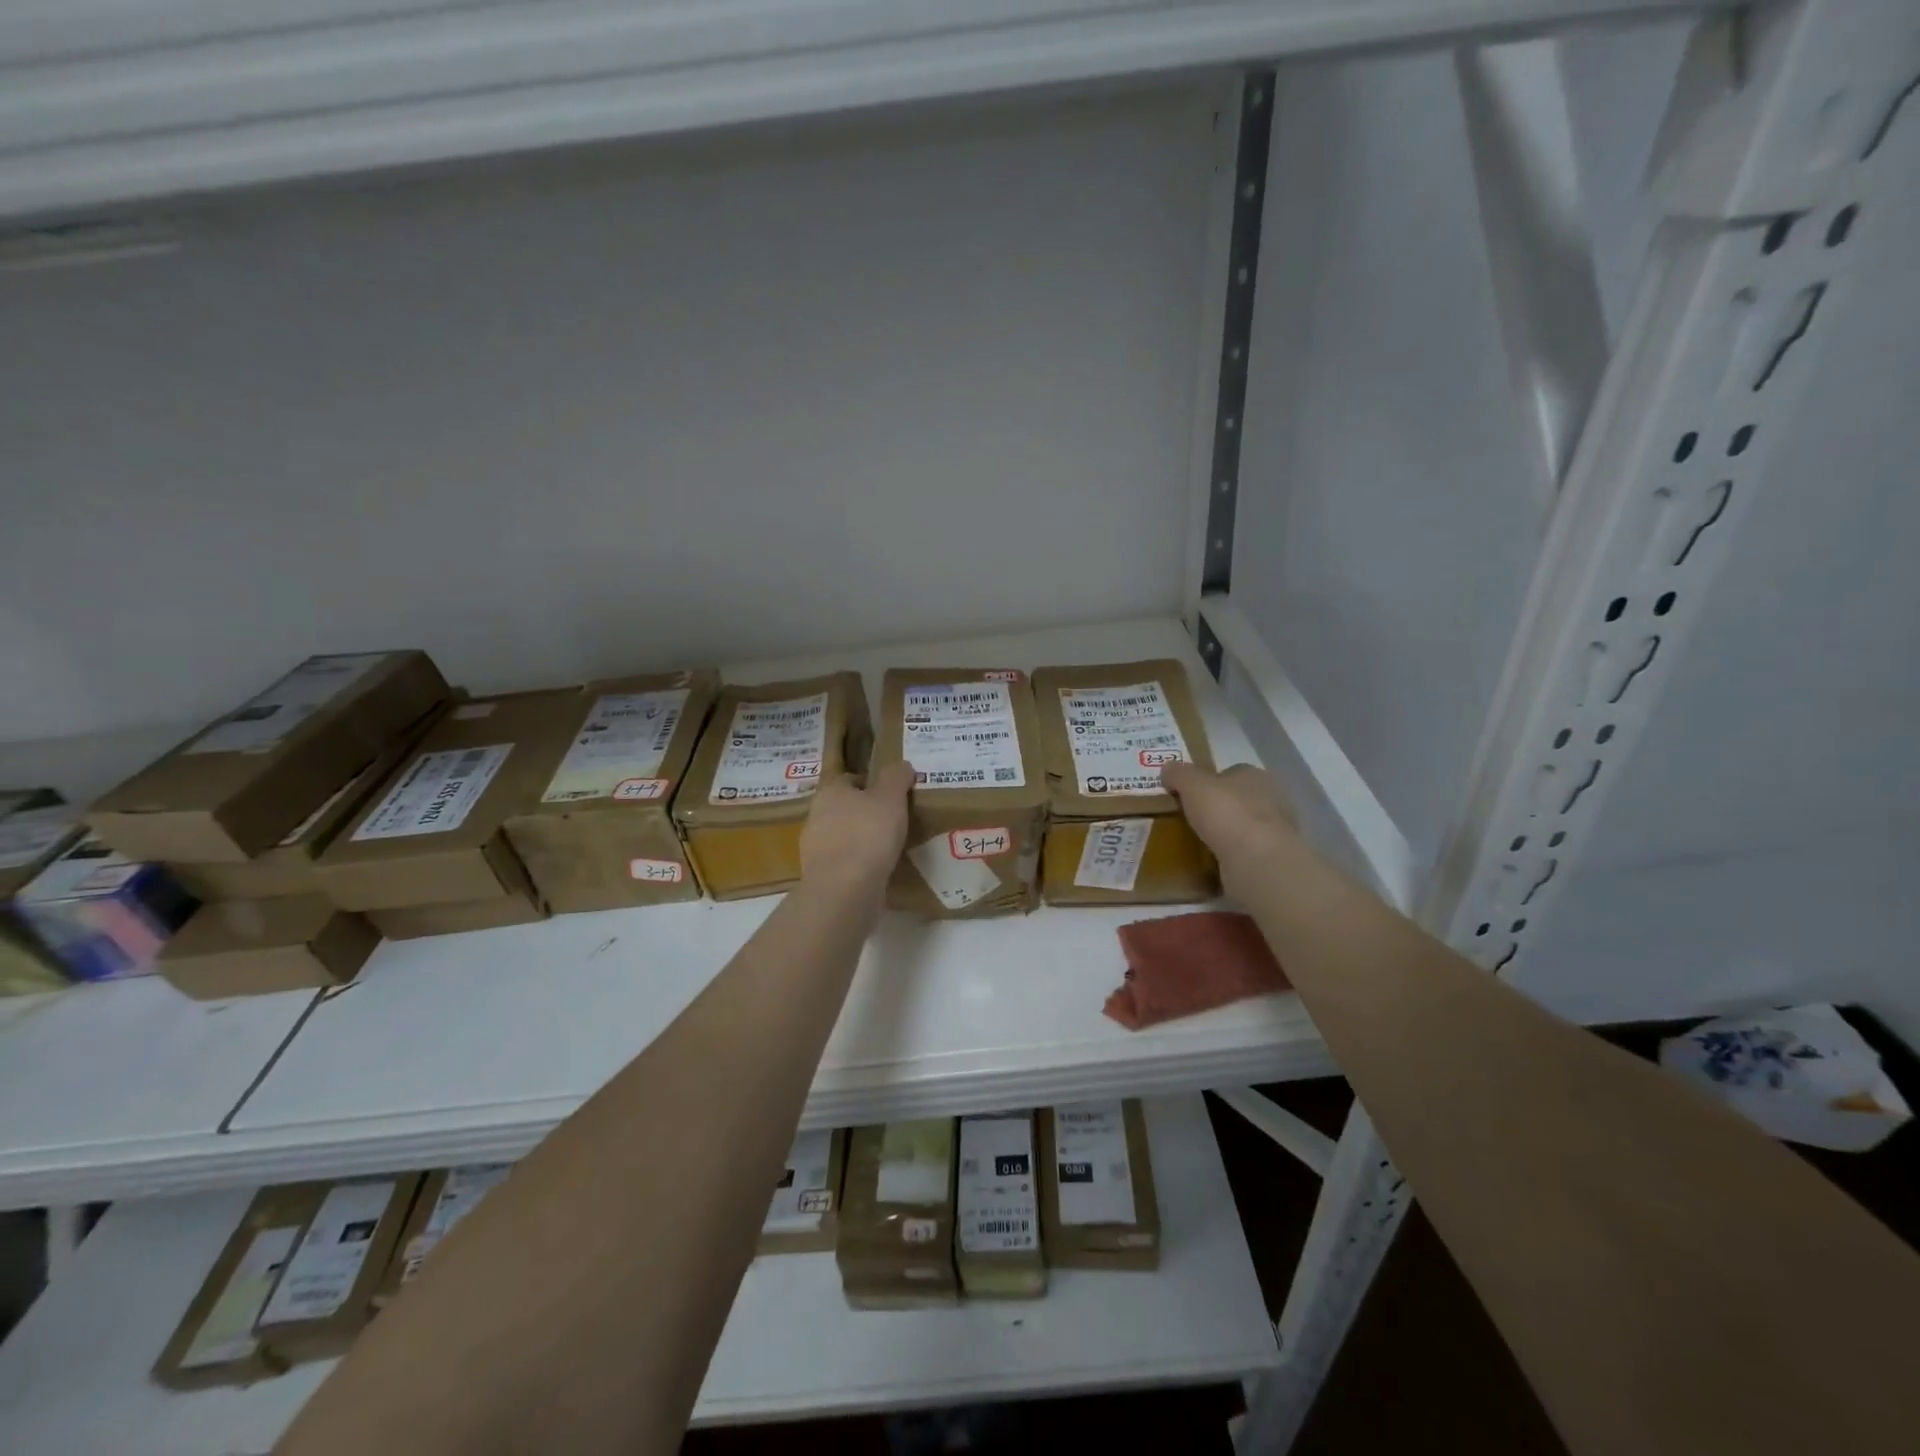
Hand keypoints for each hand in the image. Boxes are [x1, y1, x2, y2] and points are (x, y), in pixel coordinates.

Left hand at [800, 761, 913, 898]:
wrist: (844, 890)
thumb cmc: (868, 834)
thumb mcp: (890, 797)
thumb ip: (896, 777)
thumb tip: (902, 765)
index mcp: (830, 791)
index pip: (850, 779)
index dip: (872, 784)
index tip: (893, 794)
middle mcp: (816, 816)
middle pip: (845, 808)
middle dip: (866, 813)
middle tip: (894, 820)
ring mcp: (815, 849)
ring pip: (843, 836)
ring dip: (862, 840)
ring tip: (889, 848)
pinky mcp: (821, 876)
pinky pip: (845, 863)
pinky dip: (859, 865)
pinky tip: (878, 871)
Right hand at [1161, 761, 1295, 872]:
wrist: (1257, 861)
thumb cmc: (1227, 813)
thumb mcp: (1192, 785)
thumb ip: (1179, 774)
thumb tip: (1168, 768)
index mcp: (1255, 775)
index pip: (1230, 772)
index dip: (1208, 782)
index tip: (1188, 795)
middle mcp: (1272, 799)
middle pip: (1238, 799)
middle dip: (1217, 808)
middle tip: (1190, 820)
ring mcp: (1275, 831)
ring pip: (1243, 827)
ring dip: (1225, 834)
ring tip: (1198, 844)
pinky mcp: (1272, 858)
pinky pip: (1245, 852)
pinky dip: (1231, 856)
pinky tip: (1213, 863)